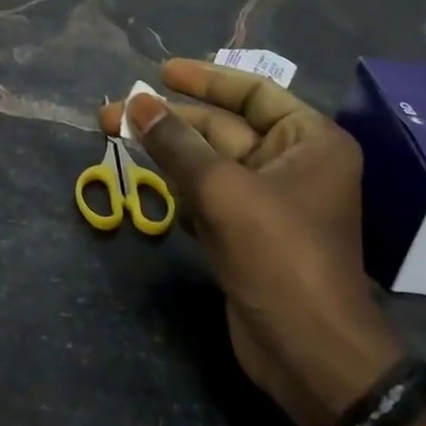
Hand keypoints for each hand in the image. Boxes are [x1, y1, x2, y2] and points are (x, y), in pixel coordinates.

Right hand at [98, 60, 403, 425]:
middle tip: (115, 112)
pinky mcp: (247, 232)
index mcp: (309, 141)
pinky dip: (177, 184)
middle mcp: (293, 163)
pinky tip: (144, 176)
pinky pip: (207, 193)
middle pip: (223, 127)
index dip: (205, 80)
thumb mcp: (223, 190)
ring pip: (209, 161)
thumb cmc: (278, 256)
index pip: (253, 92)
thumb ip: (176, 143)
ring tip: (116, 134)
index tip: (161, 72)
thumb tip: (136, 103)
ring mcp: (269, 200)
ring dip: (167, 150)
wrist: (308, 353)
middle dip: (170, 120)